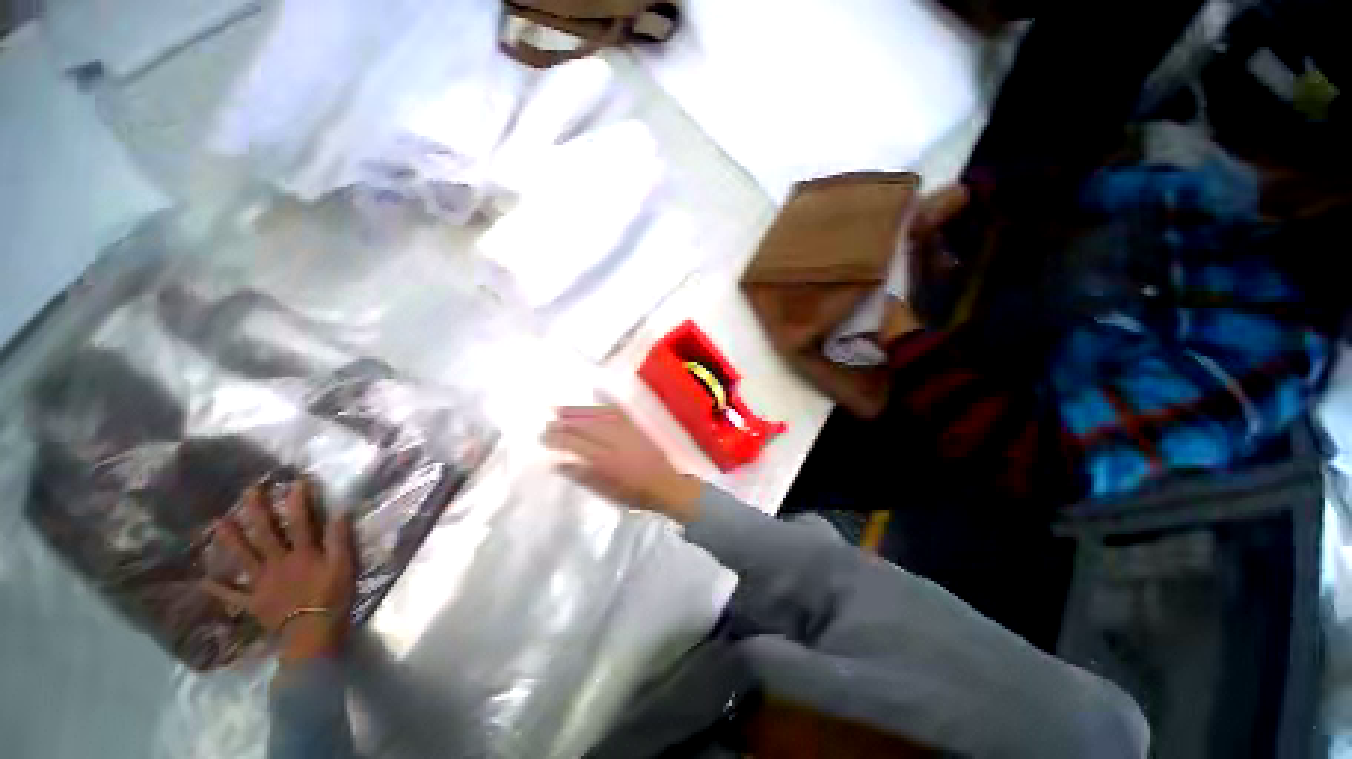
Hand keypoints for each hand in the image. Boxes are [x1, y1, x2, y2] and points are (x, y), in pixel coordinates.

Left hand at [202, 480, 355, 663]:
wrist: (312, 635)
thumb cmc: (332, 597)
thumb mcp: (344, 567)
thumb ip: (340, 540)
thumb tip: (340, 512)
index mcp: (302, 554)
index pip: (300, 521)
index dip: (298, 500)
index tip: (296, 481)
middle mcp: (277, 562)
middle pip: (264, 533)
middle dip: (257, 511)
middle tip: (249, 491)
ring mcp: (261, 582)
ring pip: (242, 557)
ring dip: (229, 539)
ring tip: (217, 523)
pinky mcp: (252, 601)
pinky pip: (231, 594)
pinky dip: (217, 588)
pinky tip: (202, 581)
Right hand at [543, 405, 702, 522]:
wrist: (665, 485)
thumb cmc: (633, 493)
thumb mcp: (606, 492)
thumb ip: (583, 477)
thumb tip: (558, 464)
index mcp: (604, 461)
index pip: (575, 445)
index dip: (558, 439)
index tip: (543, 436)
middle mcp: (614, 442)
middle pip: (584, 428)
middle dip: (564, 424)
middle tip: (548, 422)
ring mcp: (626, 432)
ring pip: (598, 417)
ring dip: (579, 412)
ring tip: (562, 409)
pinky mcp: (636, 427)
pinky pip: (619, 411)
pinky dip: (607, 403)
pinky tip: (597, 395)